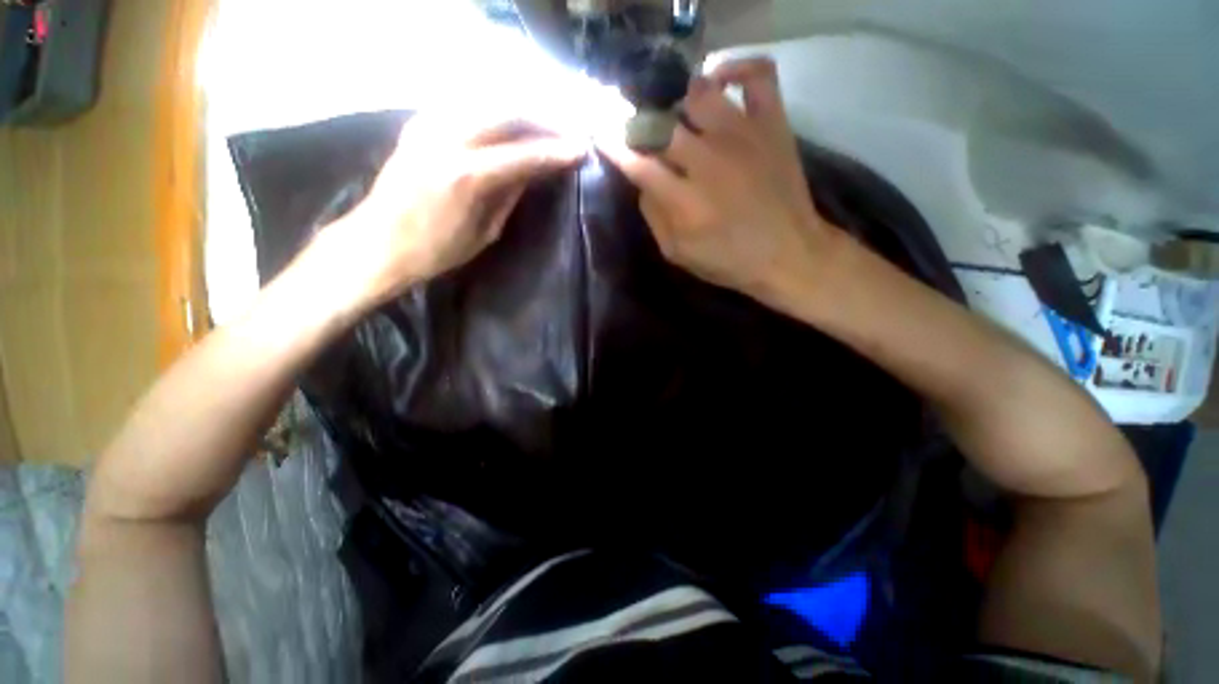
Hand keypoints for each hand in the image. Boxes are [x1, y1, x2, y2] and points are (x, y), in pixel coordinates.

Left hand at [309, 113, 585, 312]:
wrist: (378, 243)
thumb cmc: (436, 251)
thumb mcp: (484, 232)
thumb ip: (509, 195)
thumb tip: (534, 171)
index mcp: (466, 177)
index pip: (523, 154)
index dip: (556, 151)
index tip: (581, 148)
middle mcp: (447, 140)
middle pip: (507, 113)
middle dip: (543, 120)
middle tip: (567, 131)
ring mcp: (428, 126)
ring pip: (486, 102)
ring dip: (521, 111)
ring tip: (544, 124)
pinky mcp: (418, 124)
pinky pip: (466, 106)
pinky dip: (493, 111)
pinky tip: (508, 122)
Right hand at [598, 58, 840, 309]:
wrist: (789, 254)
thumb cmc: (729, 261)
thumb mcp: (678, 253)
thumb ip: (653, 217)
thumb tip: (641, 181)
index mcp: (685, 201)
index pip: (637, 162)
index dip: (615, 145)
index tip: (603, 134)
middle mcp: (709, 161)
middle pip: (662, 125)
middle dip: (643, 126)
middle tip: (645, 133)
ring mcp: (743, 136)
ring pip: (699, 93)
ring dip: (681, 103)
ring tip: (682, 119)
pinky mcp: (772, 124)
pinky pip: (756, 74)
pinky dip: (736, 69)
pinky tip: (720, 85)